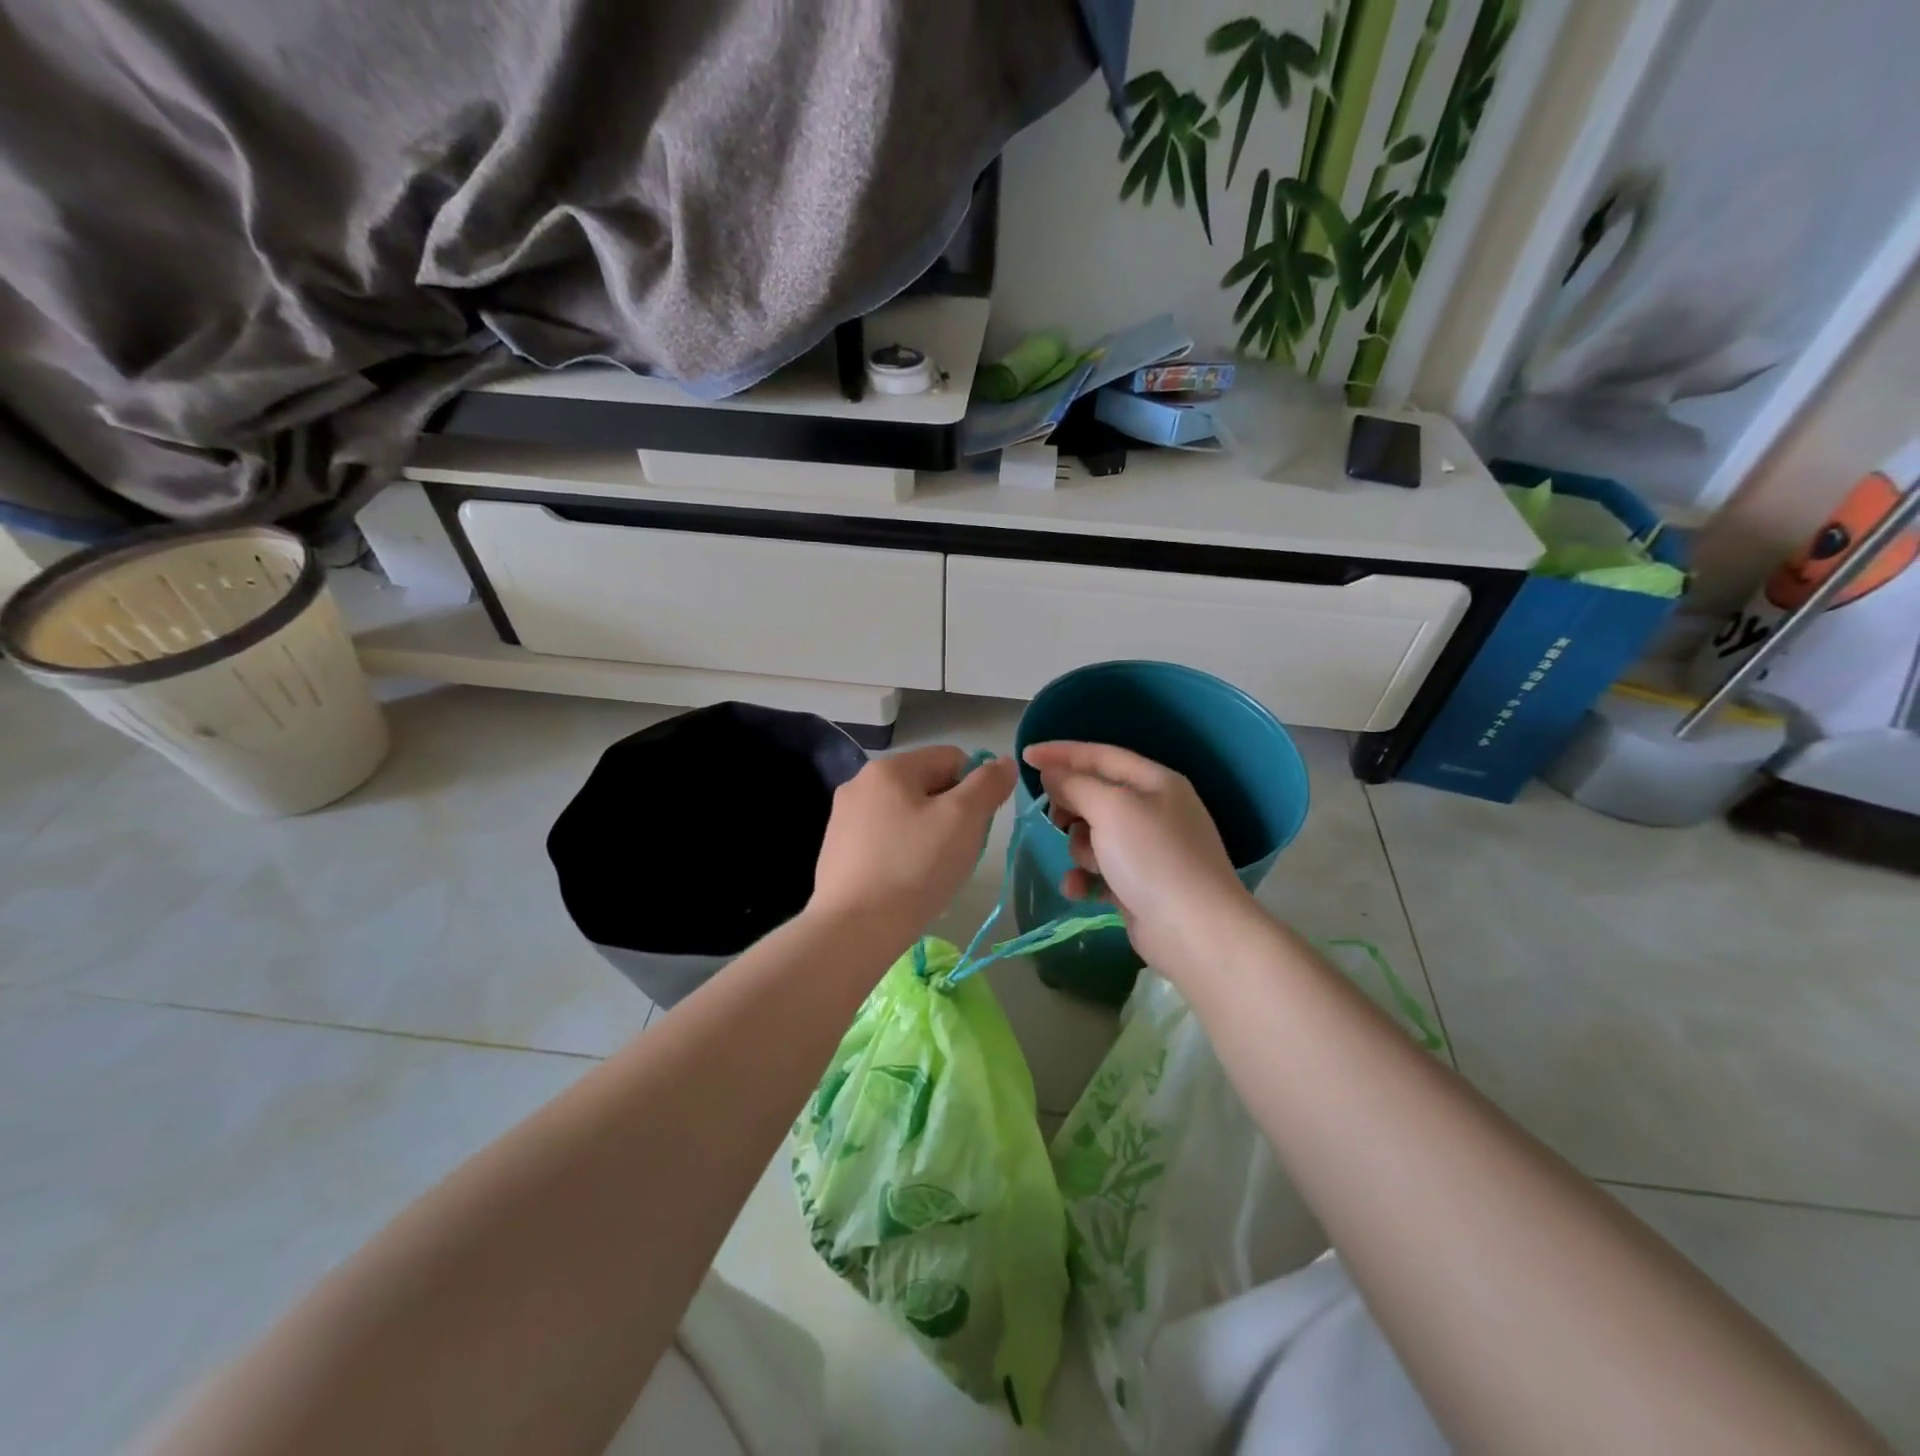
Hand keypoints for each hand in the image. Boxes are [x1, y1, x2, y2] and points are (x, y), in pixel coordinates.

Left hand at [809, 746, 1015, 945]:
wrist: (854, 929)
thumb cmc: (914, 867)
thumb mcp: (964, 820)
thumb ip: (988, 784)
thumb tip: (1004, 762)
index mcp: (889, 768)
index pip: (951, 758)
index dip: (974, 788)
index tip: (975, 826)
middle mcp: (860, 784)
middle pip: (927, 786)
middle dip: (950, 814)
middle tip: (956, 852)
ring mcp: (843, 818)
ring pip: (906, 815)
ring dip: (927, 835)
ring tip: (931, 873)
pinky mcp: (836, 851)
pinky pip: (884, 840)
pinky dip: (902, 854)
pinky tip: (905, 884)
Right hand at [1022, 740, 1258, 976]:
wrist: (1195, 930)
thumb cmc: (1153, 857)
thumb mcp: (1111, 809)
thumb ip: (1075, 785)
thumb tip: (1052, 773)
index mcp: (1155, 782)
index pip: (1101, 755)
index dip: (1062, 753)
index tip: (1026, 756)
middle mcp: (1154, 810)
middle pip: (1096, 795)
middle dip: (1072, 807)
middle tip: (1056, 819)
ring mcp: (1148, 850)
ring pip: (1094, 835)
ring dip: (1080, 848)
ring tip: (1089, 864)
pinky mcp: (1139, 885)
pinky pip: (1100, 870)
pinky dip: (1086, 877)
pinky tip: (1077, 890)